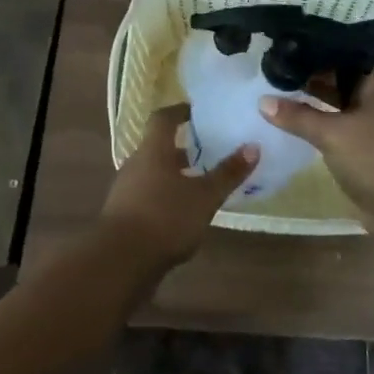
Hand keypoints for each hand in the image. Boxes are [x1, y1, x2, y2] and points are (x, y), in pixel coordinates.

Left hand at [98, 106, 258, 271]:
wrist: (119, 262)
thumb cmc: (165, 217)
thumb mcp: (204, 196)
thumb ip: (228, 173)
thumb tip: (253, 146)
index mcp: (153, 150)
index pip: (163, 118)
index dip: (179, 111)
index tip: (196, 112)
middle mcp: (136, 163)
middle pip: (158, 147)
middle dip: (181, 148)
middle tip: (206, 151)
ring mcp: (125, 190)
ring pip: (152, 172)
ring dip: (173, 175)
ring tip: (198, 185)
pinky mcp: (122, 215)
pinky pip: (146, 195)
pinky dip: (164, 197)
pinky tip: (181, 215)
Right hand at [258, 65, 373, 231]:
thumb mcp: (332, 133)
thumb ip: (297, 115)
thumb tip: (262, 101)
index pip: (345, 53)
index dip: (315, 51)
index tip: (285, 48)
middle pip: (342, 77)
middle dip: (312, 75)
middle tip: (275, 67)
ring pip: (340, 101)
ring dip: (315, 99)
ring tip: (277, 88)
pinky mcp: (371, 143)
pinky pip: (342, 122)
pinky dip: (323, 119)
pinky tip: (294, 116)